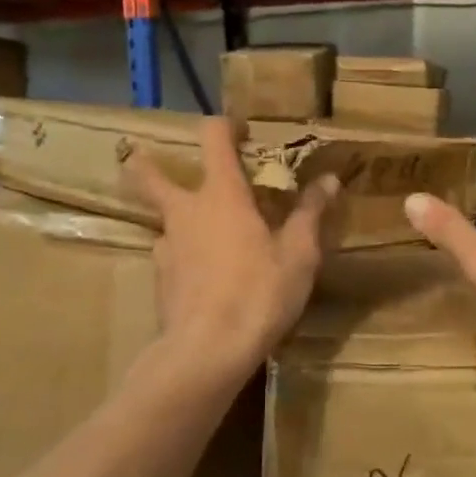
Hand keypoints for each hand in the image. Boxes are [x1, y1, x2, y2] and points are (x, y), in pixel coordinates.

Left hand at [122, 116, 337, 375]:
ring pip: (163, 220)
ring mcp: (166, 246)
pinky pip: (169, 255)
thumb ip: (311, 213)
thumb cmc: (259, 293)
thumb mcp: (299, 254)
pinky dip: (183, 255)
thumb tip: (329, 180)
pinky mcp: (160, 280)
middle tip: (150, 160)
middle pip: (151, 176)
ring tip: (204, 235)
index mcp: (222, 195)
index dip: (225, 125)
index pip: (213, 137)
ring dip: (178, 218)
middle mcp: (186, 212)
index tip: (241, 131)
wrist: (207, 351)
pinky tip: (203, 276)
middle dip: (146, 164)